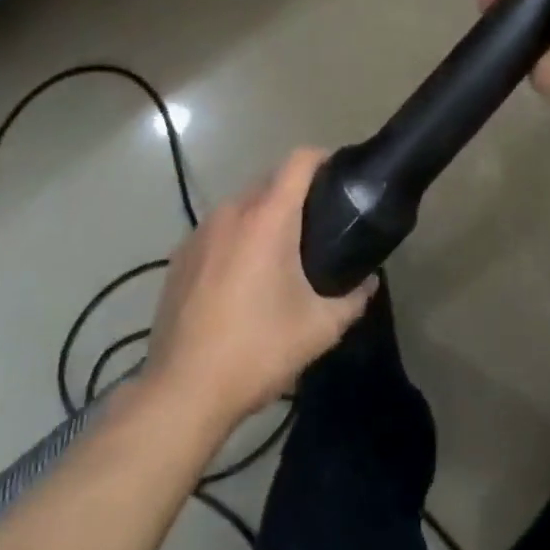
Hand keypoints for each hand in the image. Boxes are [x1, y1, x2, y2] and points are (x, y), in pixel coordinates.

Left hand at [142, 149, 375, 434]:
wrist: (182, 391)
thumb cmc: (257, 349)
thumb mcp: (320, 328)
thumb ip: (353, 298)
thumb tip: (369, 282)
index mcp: (268, 218)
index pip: (299, 161)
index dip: (324, 158)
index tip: (341, 176)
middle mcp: (231, 212)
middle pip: (271, 181)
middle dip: (297, 192)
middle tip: (321, 223)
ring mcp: (199, 233)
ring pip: (242, 205)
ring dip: (264, 216)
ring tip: (282, 252)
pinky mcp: (179, 256)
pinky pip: (218, 231)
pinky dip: (236, 238)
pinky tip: (242, 277)